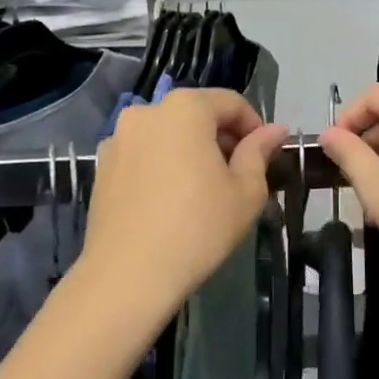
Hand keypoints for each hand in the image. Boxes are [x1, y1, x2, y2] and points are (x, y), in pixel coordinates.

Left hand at [82, 88, 289, 322]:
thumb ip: (260, 151)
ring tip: (204, 190)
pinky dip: (162, 165)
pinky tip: (170, 201)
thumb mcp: (246, 191)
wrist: (127, 275)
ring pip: (169, 133)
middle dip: (222, 138)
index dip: (254, 127)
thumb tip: (275, 130)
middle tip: (238, 176)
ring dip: (191, 150)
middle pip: (197, 114)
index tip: (265, 157)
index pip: (231, 103)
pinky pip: (144, 153)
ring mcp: (119, 137)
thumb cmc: (197, 228)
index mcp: (186, 108)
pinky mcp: (103, 165)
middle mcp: (148, 111)